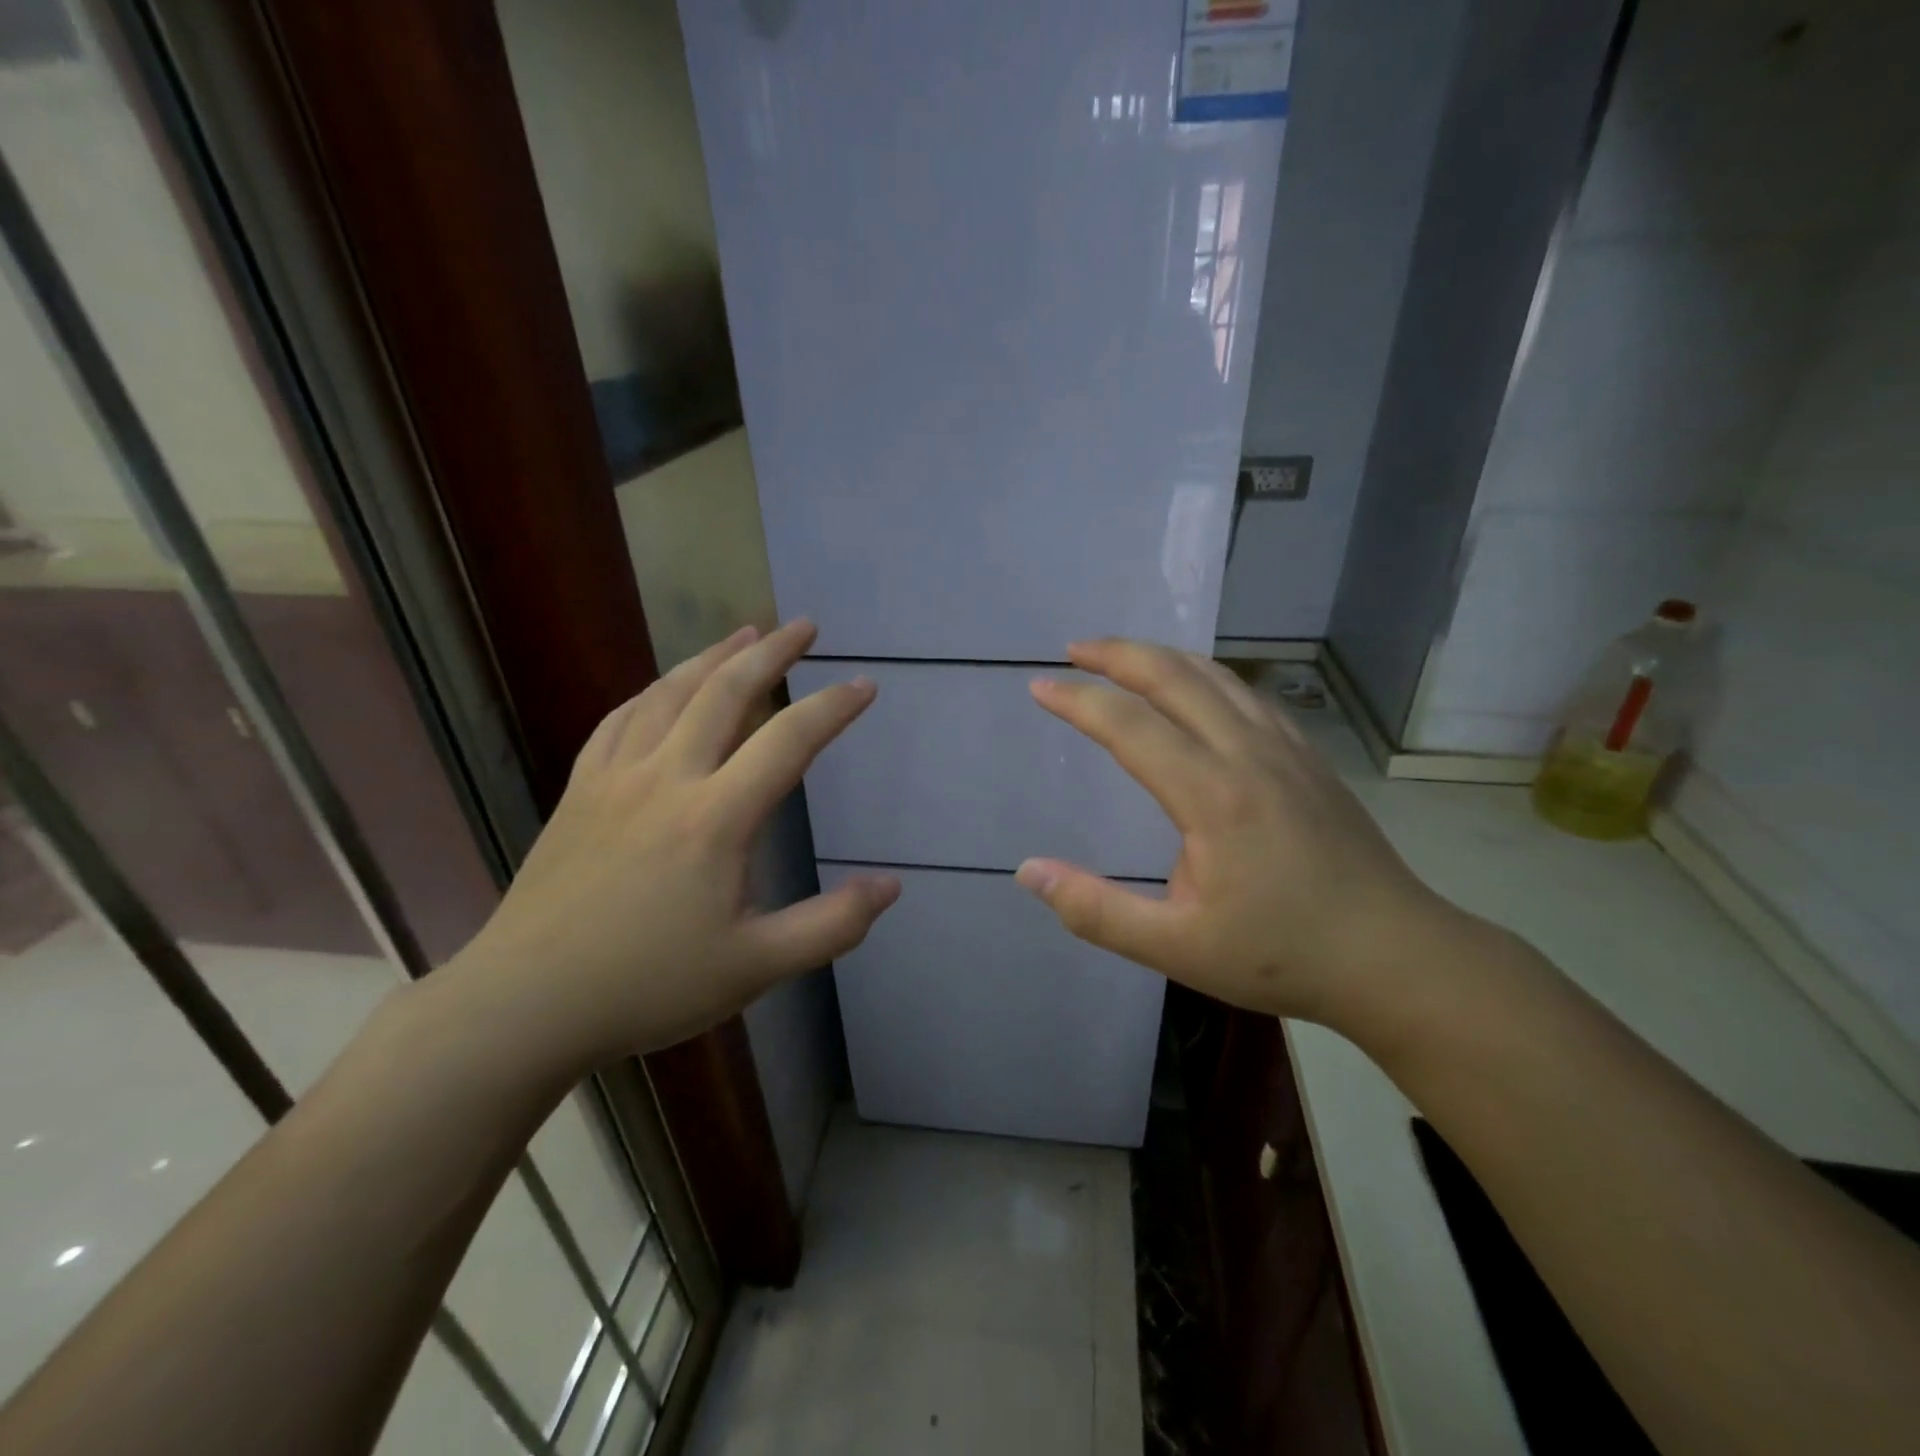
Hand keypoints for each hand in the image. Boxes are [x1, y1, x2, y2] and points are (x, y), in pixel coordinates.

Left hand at [447, 620, 899, 1069]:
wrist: (523, 1003)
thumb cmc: (647, 986)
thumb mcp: (755, 968)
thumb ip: (831, 926)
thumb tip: (891, 886)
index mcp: (715, 818)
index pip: (788, 741)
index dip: (833, 707)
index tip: (864, 684)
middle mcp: (666, 779)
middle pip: (725, 693)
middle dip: (771, 653)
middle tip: (805, 626)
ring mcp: (615, 779)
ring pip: (669, 694)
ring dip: (712, 657)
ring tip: (744, 633)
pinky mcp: (579, 792)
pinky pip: (618, 721)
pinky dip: (651, 693)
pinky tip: (663, 688)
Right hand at [1018, 640, 1462, 1030]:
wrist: (1395, 957)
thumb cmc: (1281, 956)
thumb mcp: (1176, 948)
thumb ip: (1096, 910)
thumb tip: (1027, 872)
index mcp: (1212, 795)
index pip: (1129, 725)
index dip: (1078, 700)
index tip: (1039, 687)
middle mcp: (1248, 754)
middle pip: (1174, 677)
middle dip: (1118, 655)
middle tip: (1074, 650)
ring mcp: (1286, 749)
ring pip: (1216, 677)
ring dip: (1162, 657)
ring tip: (1123, 657)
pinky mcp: (1308, 758)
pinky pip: (1248, 694)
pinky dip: (1206, 675)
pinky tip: (1197, 689)